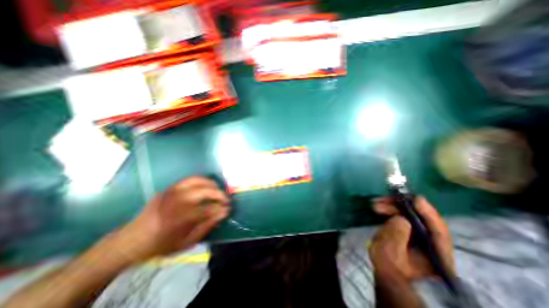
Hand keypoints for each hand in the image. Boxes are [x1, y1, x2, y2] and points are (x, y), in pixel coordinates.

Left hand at [120, 176, 229, 259]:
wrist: (132, 239)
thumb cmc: (162, 244)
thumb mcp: (186, 243)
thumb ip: (207, 226)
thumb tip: (223, 213)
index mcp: (180, 219)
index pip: (208, 209)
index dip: (221, 208)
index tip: (228, 209)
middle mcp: (177, 202)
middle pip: (205, 192)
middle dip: (219, 195)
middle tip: (225, 199)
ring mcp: (173, 192)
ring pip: (199, 181)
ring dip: (212, 184)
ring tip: (218, 190)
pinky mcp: (170, 188)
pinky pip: (190, 179)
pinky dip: (202, 180)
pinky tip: (206, 186)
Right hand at [368, 197, 454, 283]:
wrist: (387, 275)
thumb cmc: (391, 268)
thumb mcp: (391, 253)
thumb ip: (396, 236)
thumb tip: (400, 218)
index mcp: (436, 253)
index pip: (438, 231)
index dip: (428, 213)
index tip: (416, 199)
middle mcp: (430, 242)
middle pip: (420, 220)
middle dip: (400, 208)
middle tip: (381, 201)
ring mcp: (418, 236)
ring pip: (409, 217)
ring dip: (392, 208)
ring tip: (375, 205)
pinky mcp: (407, 232)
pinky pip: (401, 218)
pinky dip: (390, 212)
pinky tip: (378, 210)